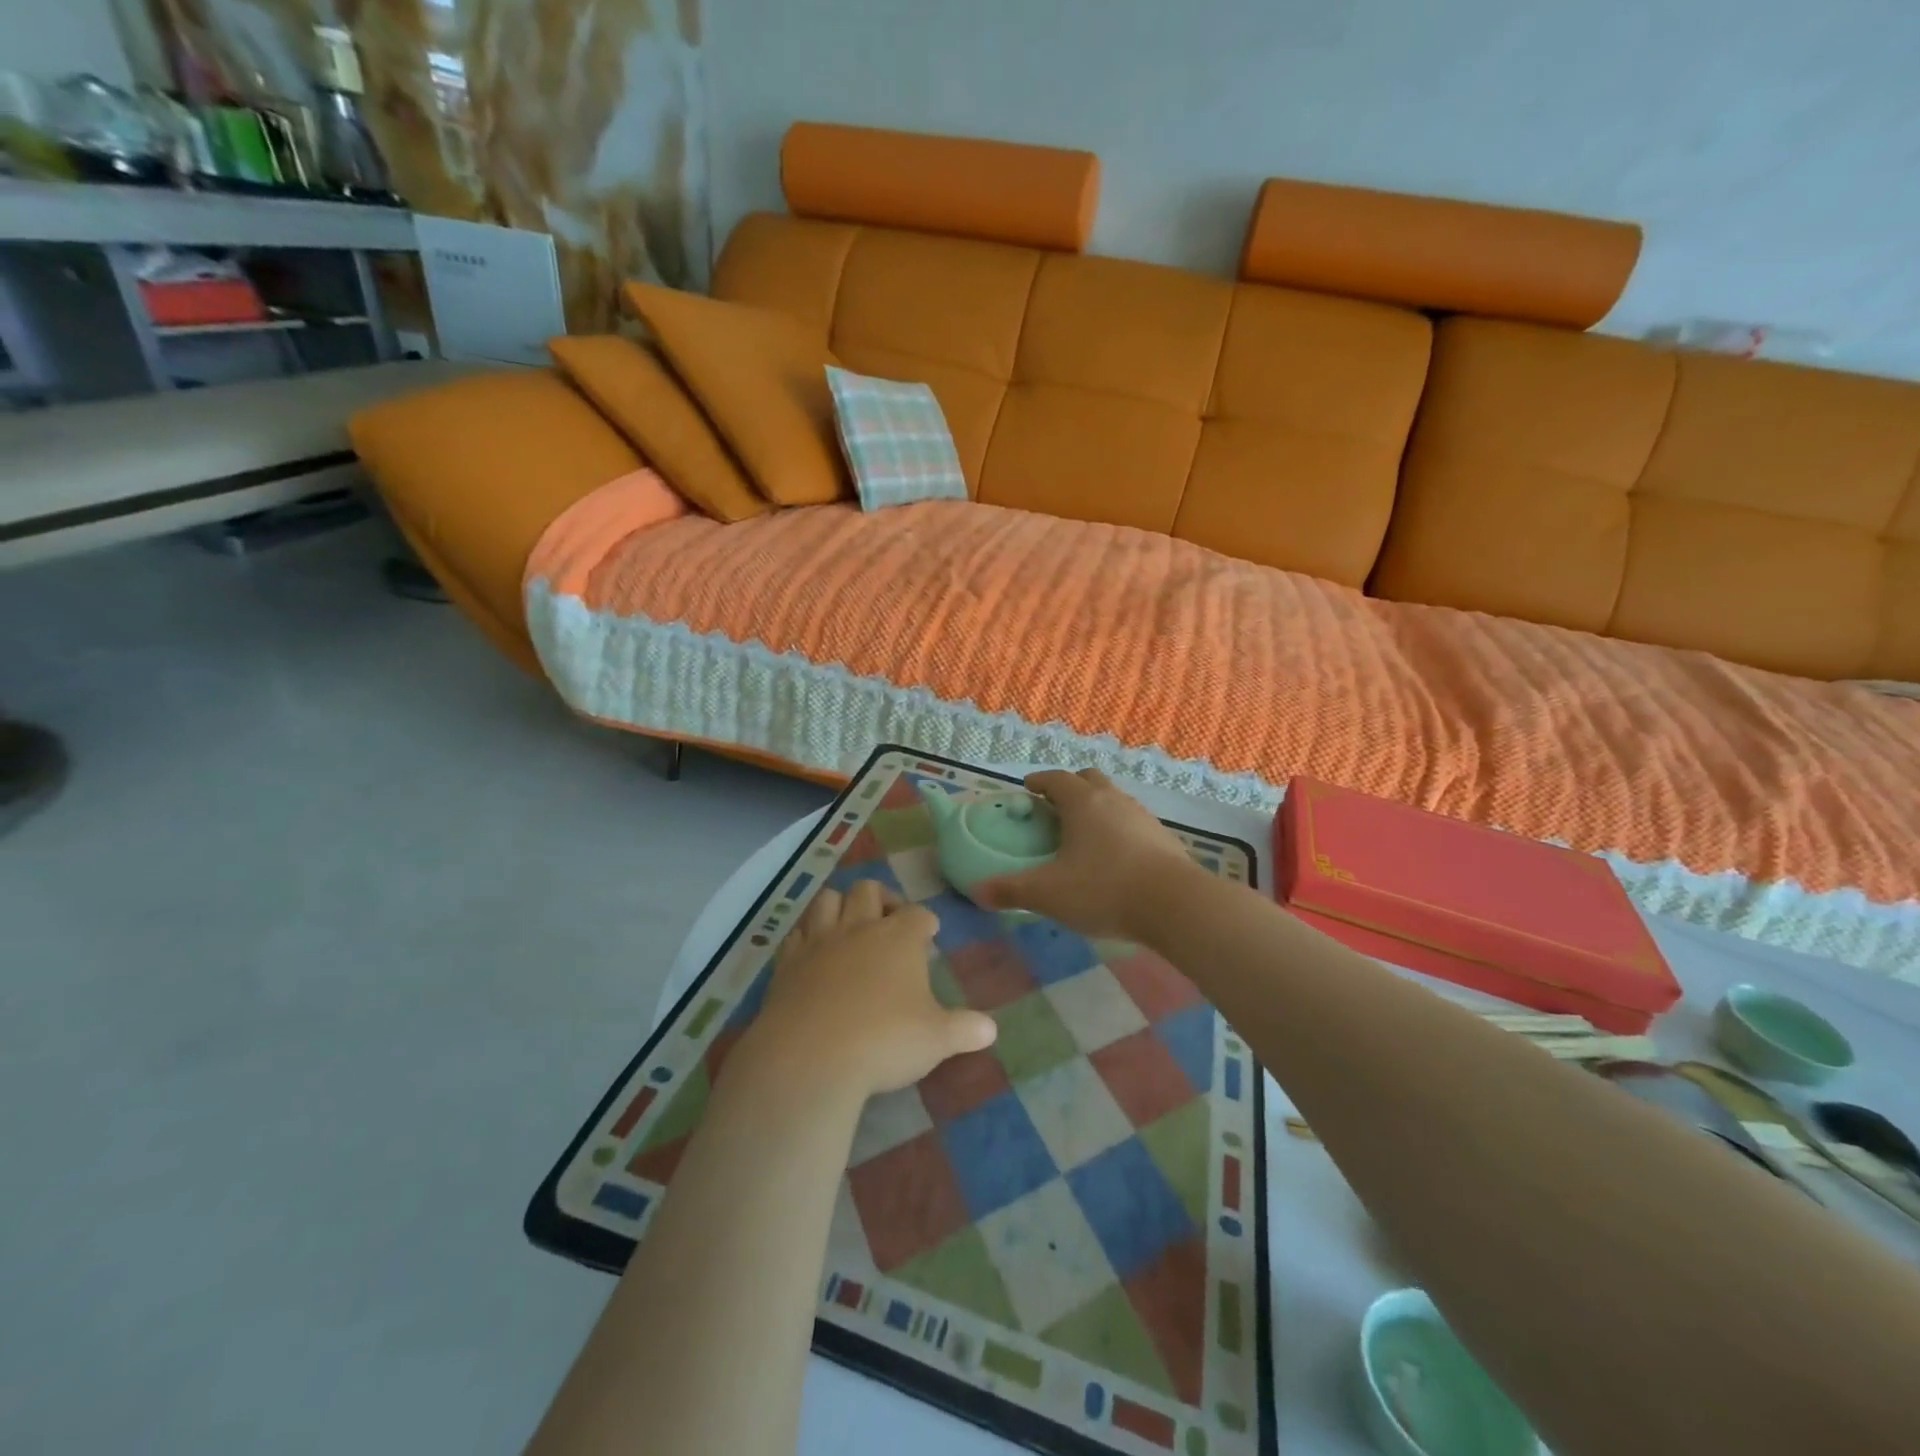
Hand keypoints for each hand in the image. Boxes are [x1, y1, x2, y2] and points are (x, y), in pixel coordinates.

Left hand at [743, 879, 996, 1100]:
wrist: (811, 1057)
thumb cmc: (884, 1041)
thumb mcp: (936, 1040)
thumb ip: (965, 1030)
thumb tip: (991, 1030)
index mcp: (899, 938)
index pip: (918, 913)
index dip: (925, 920)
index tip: (929, 932)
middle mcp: (859, 928)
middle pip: (869, 889)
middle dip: (881, 898)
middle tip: (888, 921)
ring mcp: (819, 941)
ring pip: (828, 899)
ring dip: (840, 905)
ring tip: (849, 926)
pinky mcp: (787, 961)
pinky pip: (796, 933)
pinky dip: (806, 935)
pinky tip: (812, 953)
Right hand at [974, 768, 1196, 939]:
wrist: (1175, 904)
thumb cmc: (1104, 889)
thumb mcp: (1049, 894)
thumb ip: (1011, 890)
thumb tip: (977, 891)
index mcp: (1082, 803)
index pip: (1056, 779)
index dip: (1039, 781)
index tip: (1028, 789)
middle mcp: (1113, 800)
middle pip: (1089, 780)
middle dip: (1070, 787)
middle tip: (1055, 807)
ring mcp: (1142, 816)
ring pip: (1114, 799)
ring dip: (1096, 808)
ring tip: (1083, 833)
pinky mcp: (1163, 838)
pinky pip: (1133, 822)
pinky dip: (1118, 829)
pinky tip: (1115, 856)